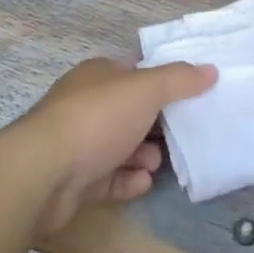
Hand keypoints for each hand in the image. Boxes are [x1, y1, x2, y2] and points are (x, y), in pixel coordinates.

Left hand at [16, 58, 216, 233]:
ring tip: (159, 163)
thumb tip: (210, 69)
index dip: (161, 82)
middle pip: (128, 111)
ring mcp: (76, 144)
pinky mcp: (72, 181)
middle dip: (155, 124)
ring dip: (143, 154)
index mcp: (98, 76)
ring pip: (119, 146)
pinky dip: (128, 180)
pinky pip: (108, 178)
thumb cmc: (97, 119)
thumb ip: (180, 79)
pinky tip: (144, 183)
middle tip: (180, 135)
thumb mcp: (145, 89)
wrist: (42, 174)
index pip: (134, 72)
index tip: (189, 96)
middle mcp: (85, 105)